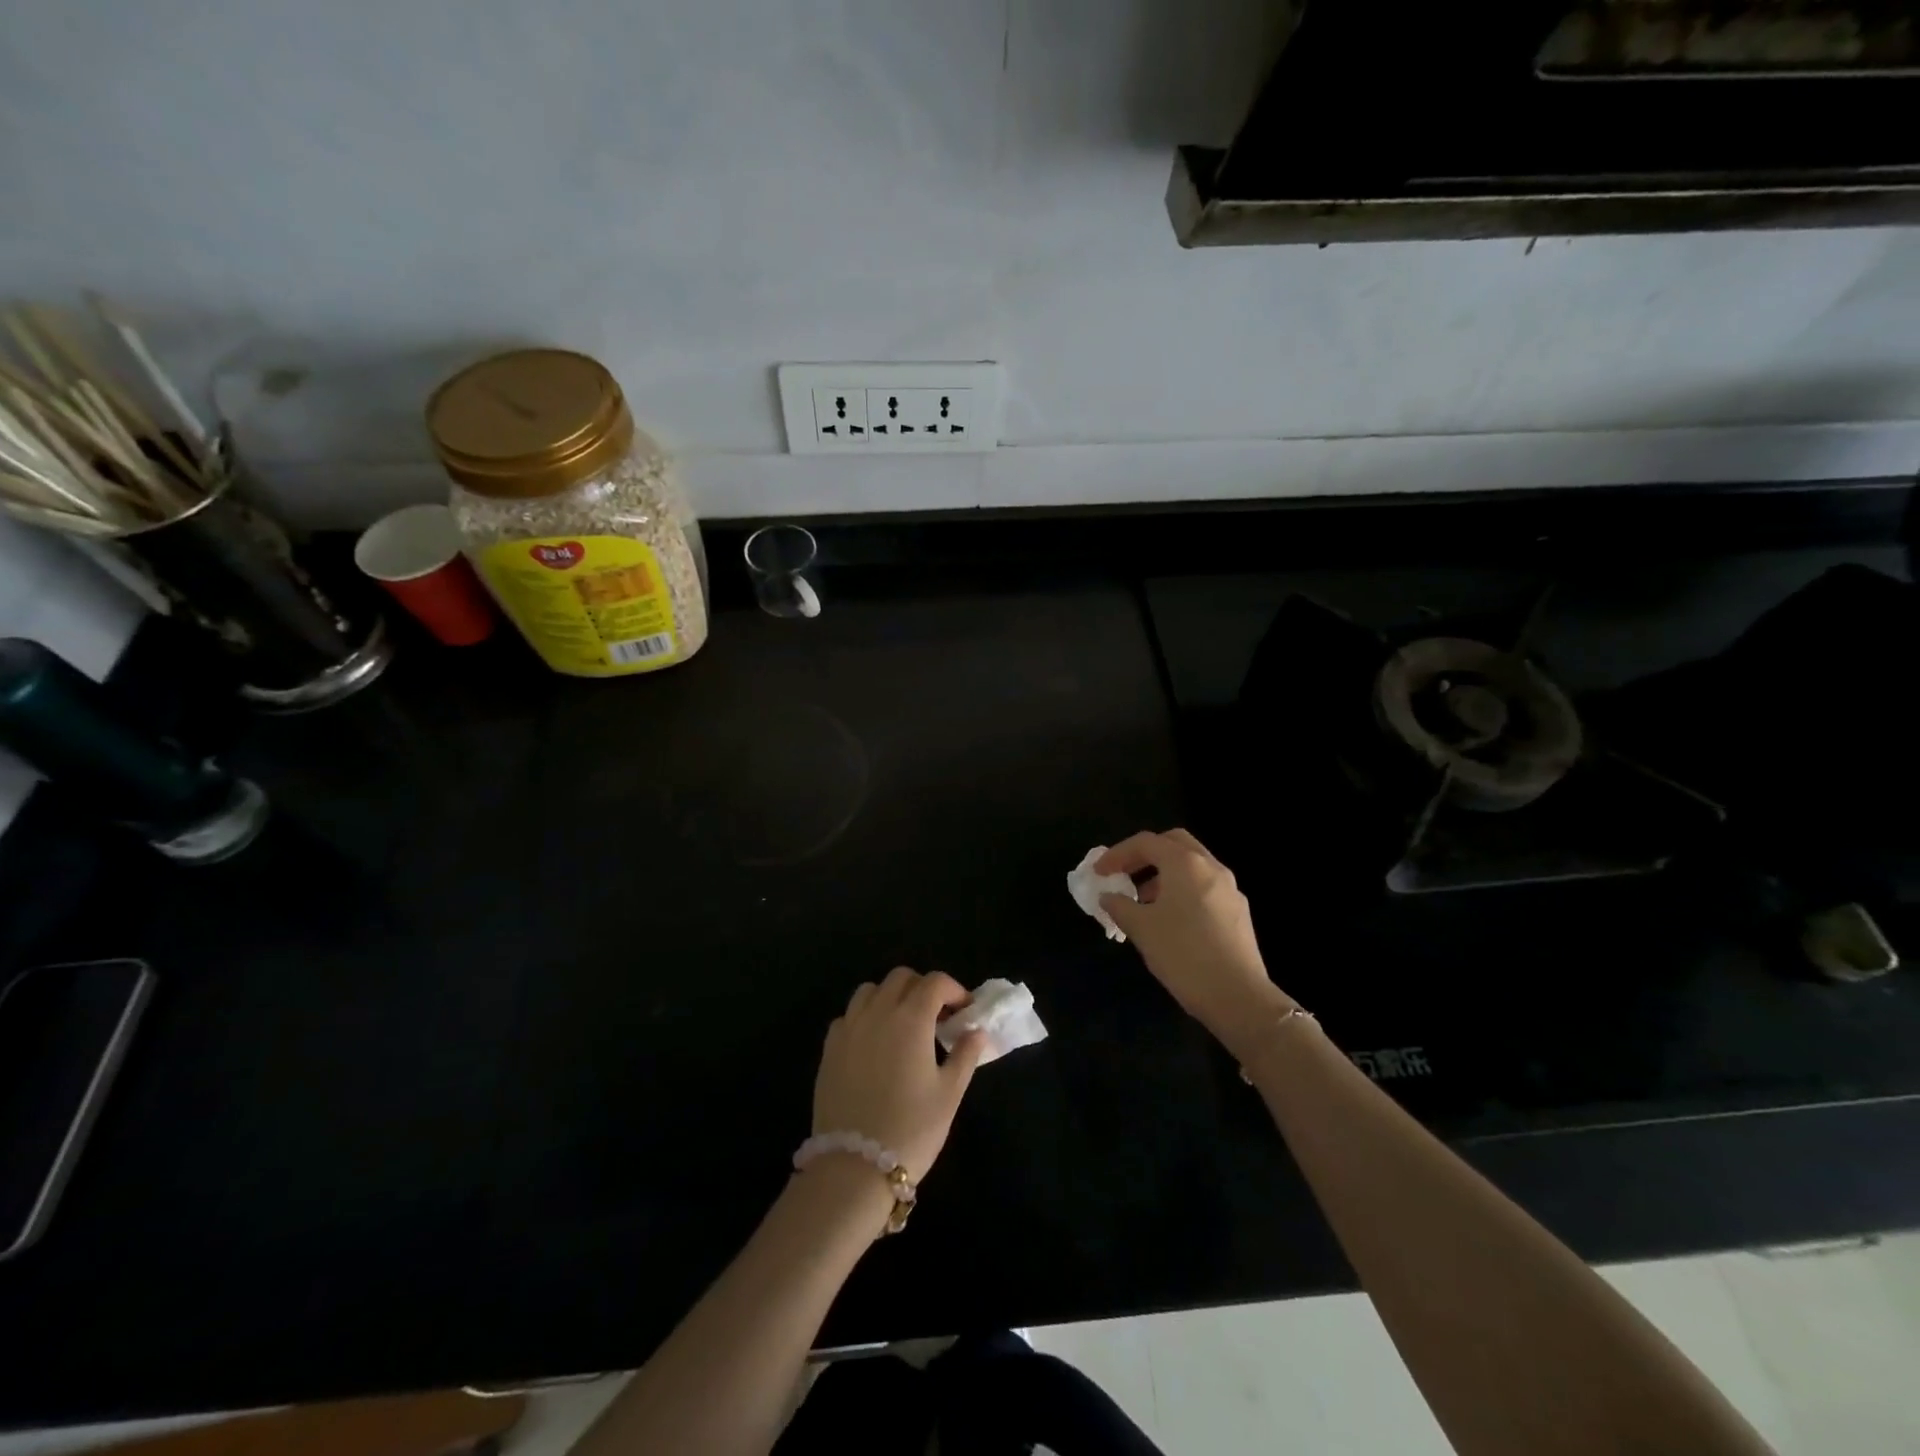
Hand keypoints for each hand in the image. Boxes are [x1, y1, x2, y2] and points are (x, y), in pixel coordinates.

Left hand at [813, 967, 986, 1183]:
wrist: (853, 1166)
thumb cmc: (911, 1129)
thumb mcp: (949, 1094)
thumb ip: (965, 1055)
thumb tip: (977, 1031)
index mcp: (911, 1019)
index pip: (935, 982)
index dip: (954, 990)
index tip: (964, 1011)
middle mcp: (878, 1012)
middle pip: (901, 977)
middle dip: (922, 987)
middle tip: (936, 1016)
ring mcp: (849, 1027)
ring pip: (870, 990)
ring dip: (891, 996)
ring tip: (903, 1025)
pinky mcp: (829, 1047)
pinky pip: (849, 1015)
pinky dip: (865, 1017)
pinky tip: (874, 1043)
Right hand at [1096, 829, 1293, 1052]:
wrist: (1238, 997)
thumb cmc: (1183, 954)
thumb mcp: (1141, 928)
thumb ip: (1119, 905)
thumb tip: (1108, 896)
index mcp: (1185, 863)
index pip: (1146, 842)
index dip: (1117, 853)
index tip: (1098, 872)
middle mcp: (1211, 867)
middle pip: (1174, 843)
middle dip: (1145, 854)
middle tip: (1124, 873)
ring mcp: (1230, 889)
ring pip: (1192, 866)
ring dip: (1164, 874)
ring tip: (1143, 900)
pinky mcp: (1239, 912)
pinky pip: (1204, 887)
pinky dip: (1182, 890)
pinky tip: (1170, 920)